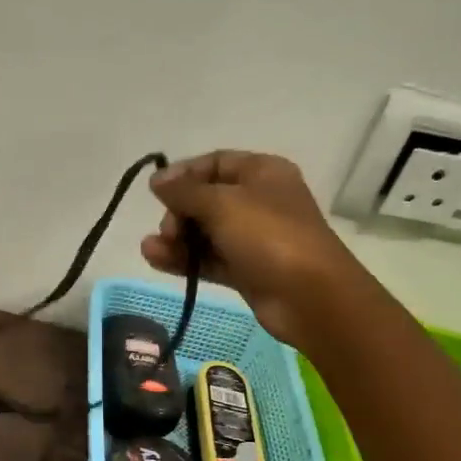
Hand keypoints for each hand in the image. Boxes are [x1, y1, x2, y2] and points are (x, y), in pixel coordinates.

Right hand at [142, 150, 346, 343]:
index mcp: (262, 172)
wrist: (310, 297)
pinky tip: (156, 260)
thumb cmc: (269, 237)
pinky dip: (184, 259)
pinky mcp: (245, 270)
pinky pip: (208, 258)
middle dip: (178, 212)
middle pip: (205, 199)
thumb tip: (156, 179)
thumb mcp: (222, 204)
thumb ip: (184, 191)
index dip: (183, 174)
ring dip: (176, 239)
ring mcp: (252, 238)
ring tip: (151, 249)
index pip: (214, 163)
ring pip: (204, 232)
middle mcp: (258, 201)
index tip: (156, 191)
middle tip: (169, 230)